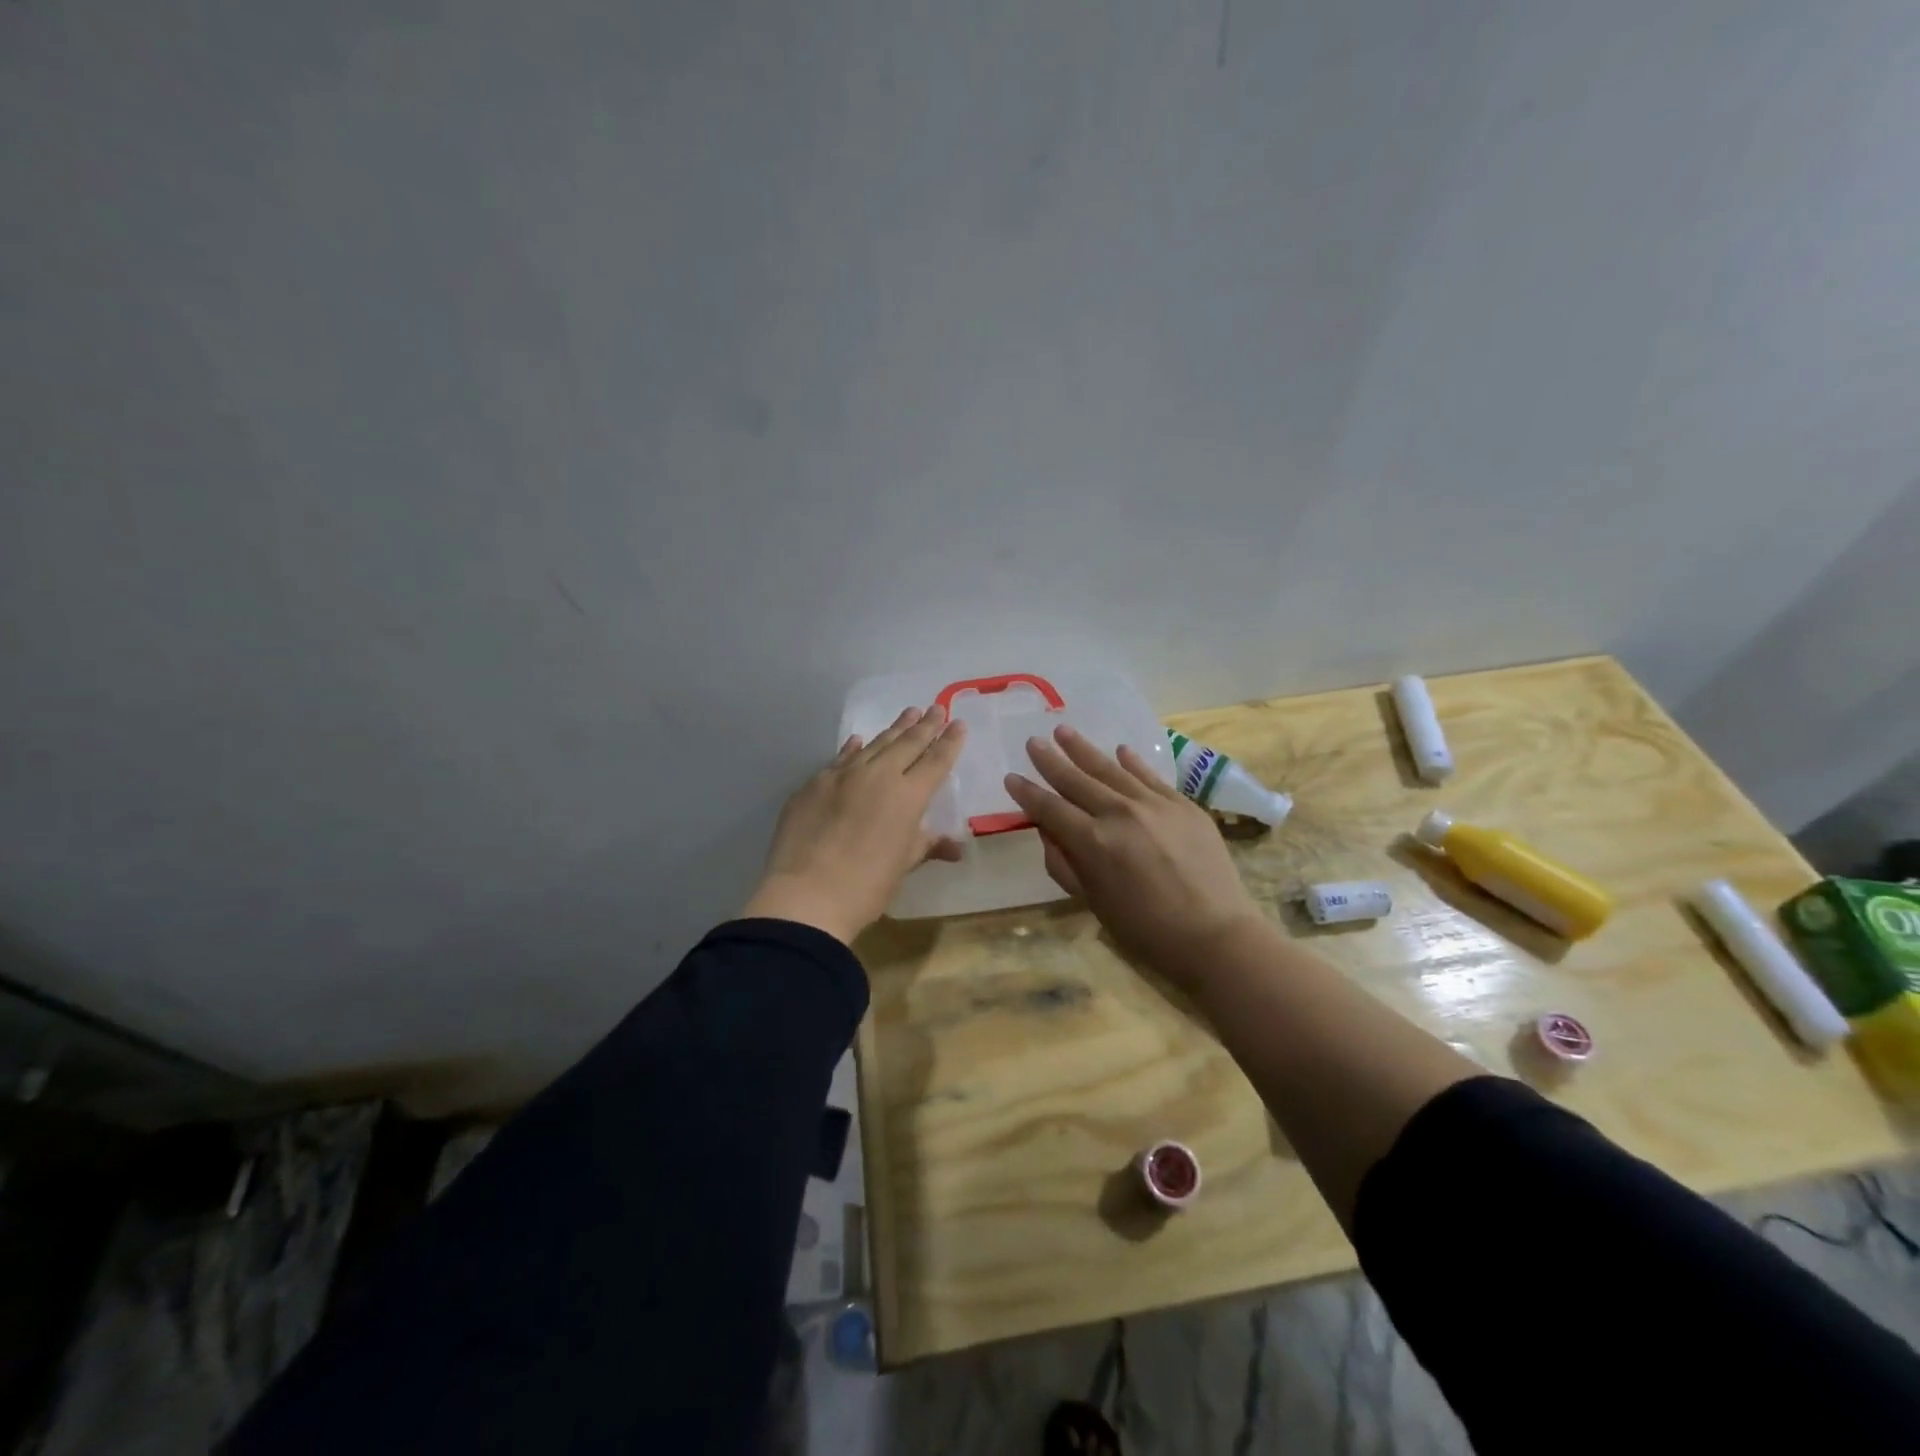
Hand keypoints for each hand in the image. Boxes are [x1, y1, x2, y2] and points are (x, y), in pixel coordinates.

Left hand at [742, 706, 967, 943]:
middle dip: (925, 726)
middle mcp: (878, 775)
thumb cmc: (866, 886)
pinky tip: (858, 740)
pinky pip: (840, 759)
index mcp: (908, 796)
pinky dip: (853, 748)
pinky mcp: (814, 784)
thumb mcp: (903, 865)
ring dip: (894, 729)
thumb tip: (955, 846)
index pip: (936, 761)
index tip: (958, 724)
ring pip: (874, 744)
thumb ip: (927, 845)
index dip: (949, 742)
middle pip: (907, 744)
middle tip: (936, 708)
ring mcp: (843, 776)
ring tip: (909, 713)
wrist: (807, 895)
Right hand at [1004, 724, 1268, 982]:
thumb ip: (1065, 864)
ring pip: (1111, 769)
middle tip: (1033, 742)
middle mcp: (1119, 813)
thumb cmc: (1146, 930)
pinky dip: (1133, 762)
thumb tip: (1048, 831)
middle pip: (1076, 780)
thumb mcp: (1093, 903)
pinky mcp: (1183, 805)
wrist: (1216, 934)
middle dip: (1051, 761)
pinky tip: (1120, 750)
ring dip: (1084, 750)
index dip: (1028, 793)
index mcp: (1093, 842)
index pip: (1050, 809)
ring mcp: (1154, 804)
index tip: (1011, 777)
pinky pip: (1151, 776)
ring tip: (1064, 731)